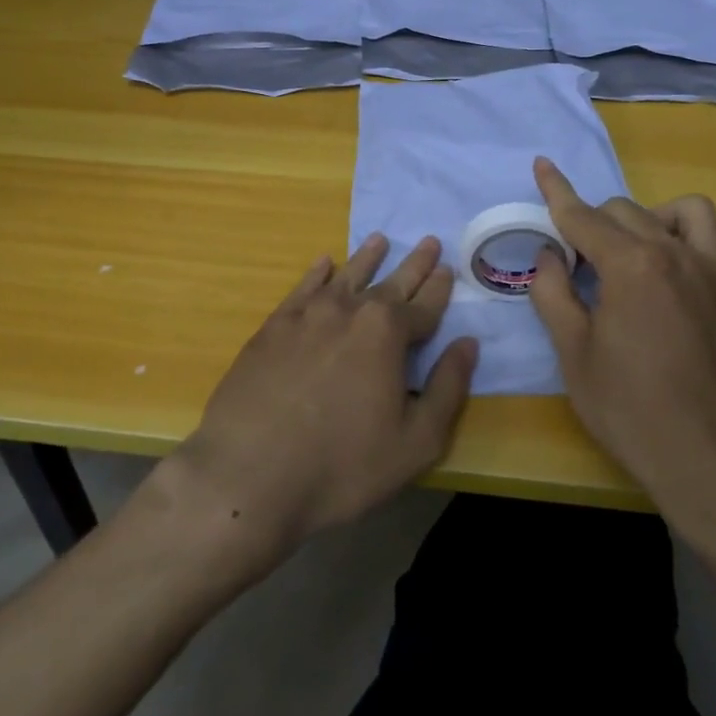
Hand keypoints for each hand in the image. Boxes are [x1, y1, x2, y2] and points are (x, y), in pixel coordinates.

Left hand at [168, 234, 476, 559]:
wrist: (247, 474)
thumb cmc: (341, 466)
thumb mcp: (415, 442)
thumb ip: (448, 389)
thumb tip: (467, 343)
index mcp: (388, 334)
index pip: (423, 306)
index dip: (439, 289)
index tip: (448, 268)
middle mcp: (349, 311)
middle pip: (389, 282)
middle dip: (413, 264)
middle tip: (428, 241)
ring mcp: (306, 316)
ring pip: (345, 276)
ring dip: (366, 258)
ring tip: (380, 240)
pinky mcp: (272, 328)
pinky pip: (302, 289)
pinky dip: (316, 273)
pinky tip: (323, 264)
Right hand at [529, 157, 715, 533]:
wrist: (712, 461)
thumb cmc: (632, 410)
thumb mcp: (573, 356)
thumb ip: (553, 295)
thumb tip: (549, 256)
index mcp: (628, 266)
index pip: (582, 218)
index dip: (556, 193)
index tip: (541, 165)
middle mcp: (675, 253)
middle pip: (627, 212)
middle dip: (595, 224)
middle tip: (578, 262)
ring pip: (688, 212)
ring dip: (657, 216)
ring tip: (641, 246)